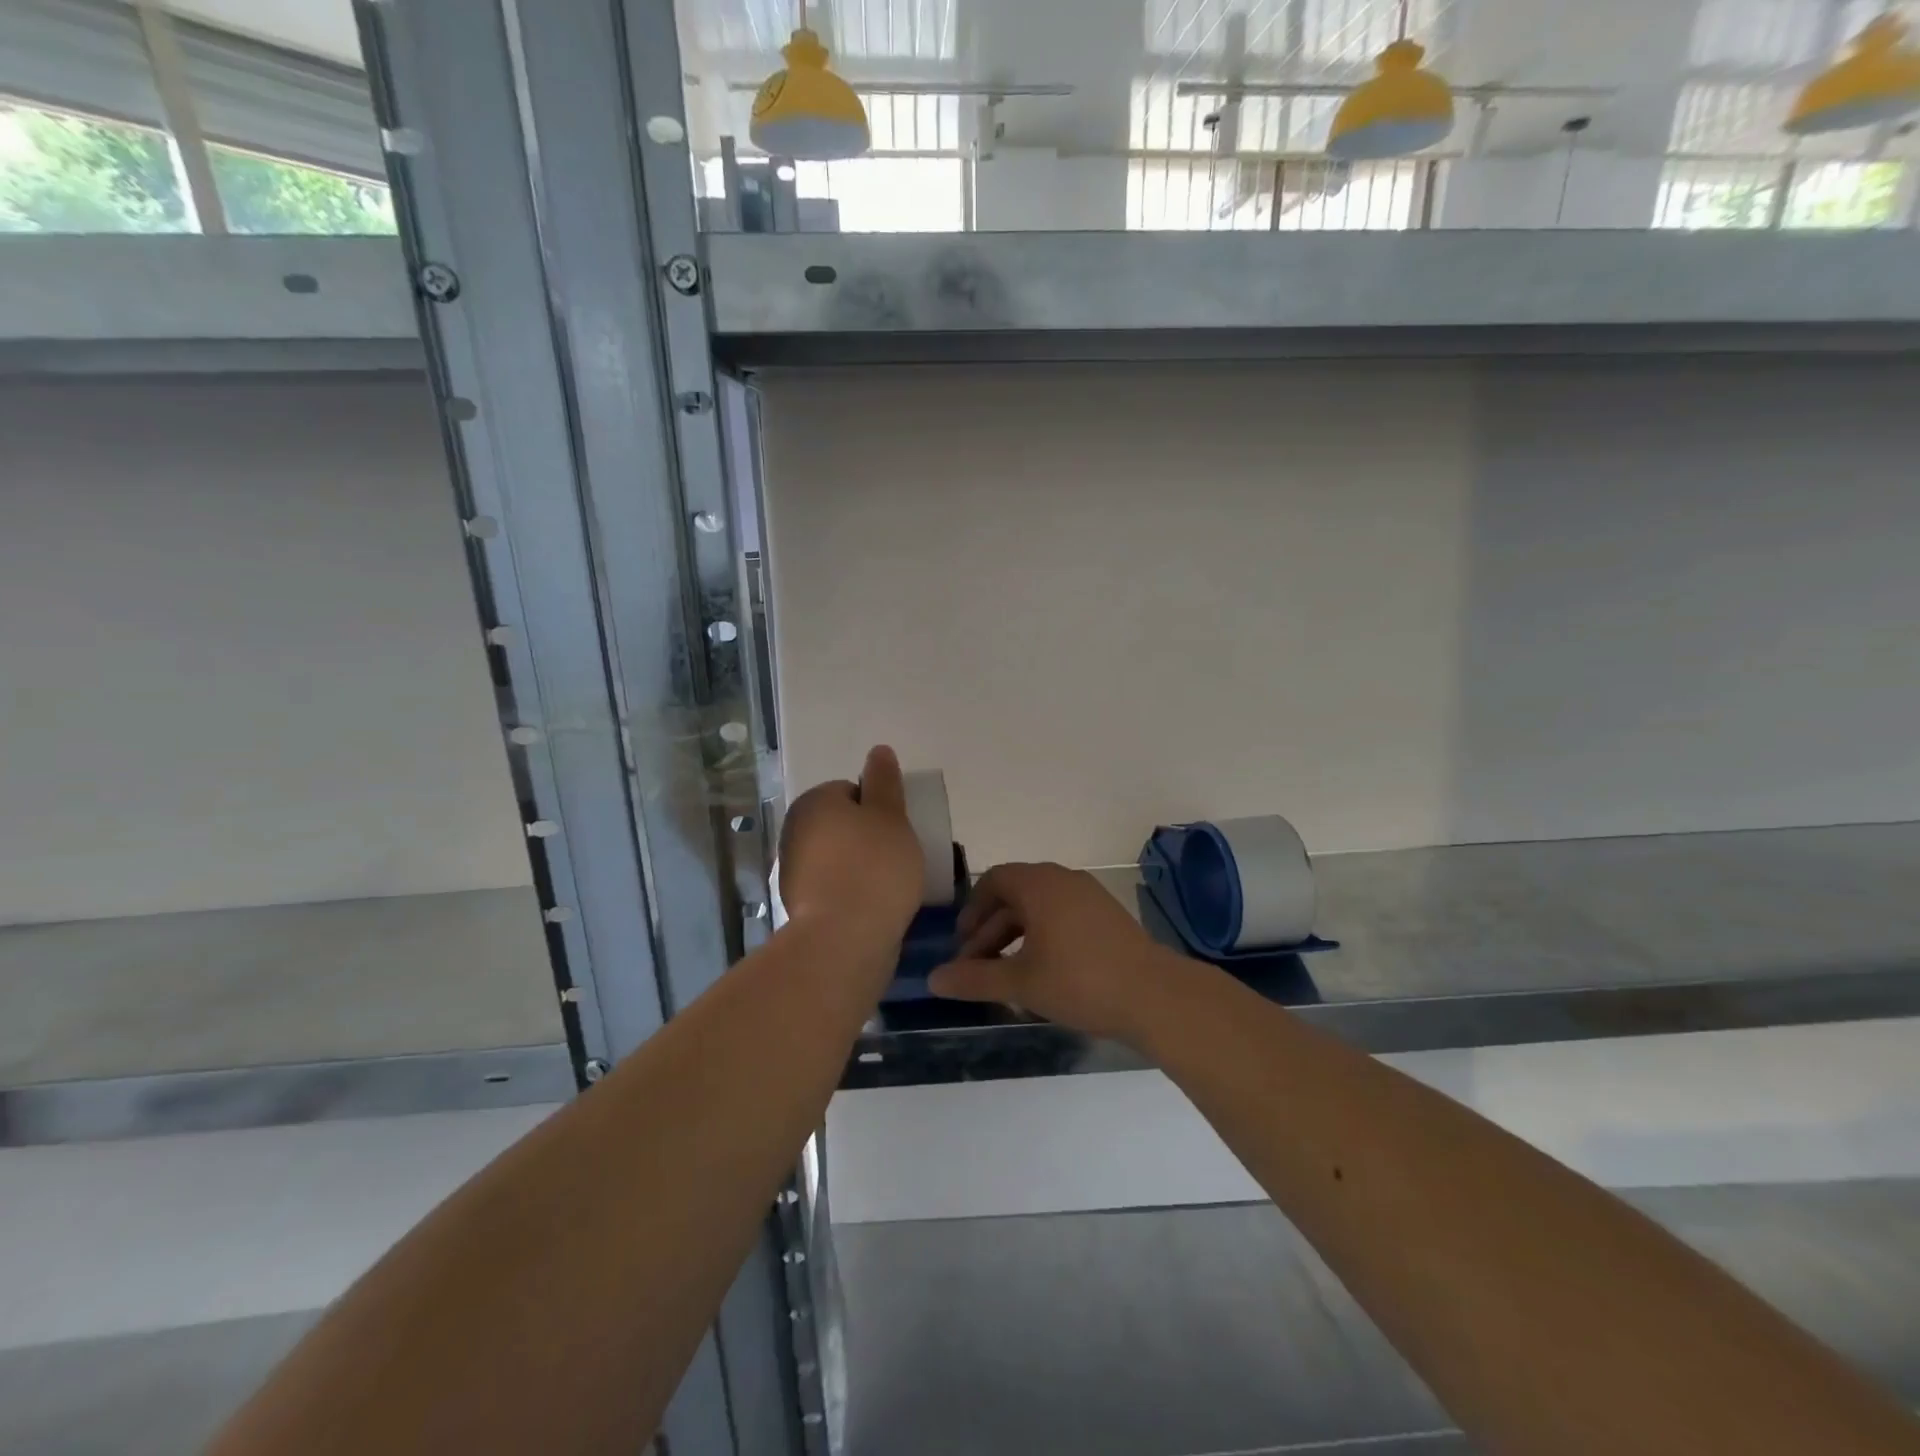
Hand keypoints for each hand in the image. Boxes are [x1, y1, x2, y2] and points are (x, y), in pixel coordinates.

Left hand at [777, 746, 924, 947]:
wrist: (844, 939)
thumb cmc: (874, 867)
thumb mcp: (891, 815)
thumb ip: (884, 782)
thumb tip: (878, 750)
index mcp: (814, 802)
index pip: (851, 791)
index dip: (879, 808)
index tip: (898, 830)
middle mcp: (795, 830)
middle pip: (842, 824)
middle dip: (867, 837)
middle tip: (898, 856)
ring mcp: (793, 870)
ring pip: (837, 857)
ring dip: (859, 865)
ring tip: (890, 885)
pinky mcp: (799, 905)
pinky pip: (833, 887)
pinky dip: (850, 892)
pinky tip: (872, 906)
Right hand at [928, 862, 1188, 1044]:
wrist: (1154, 995)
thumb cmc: (1080, 981)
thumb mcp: (1020, 983)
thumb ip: (974, 979)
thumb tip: (933, 980)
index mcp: (1039, 884)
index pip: (994, 880)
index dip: (972, 910)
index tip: (962, 943)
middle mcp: (1063, 880)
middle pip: (1015, 894)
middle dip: (991, 928)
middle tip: (976, 965)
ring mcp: (1089, 896)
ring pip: (1040, 907)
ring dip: (1016, 934)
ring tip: (1006, 973)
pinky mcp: (1107, 916)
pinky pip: (1062, 916)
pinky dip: (1042, 936)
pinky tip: (1041, 972)